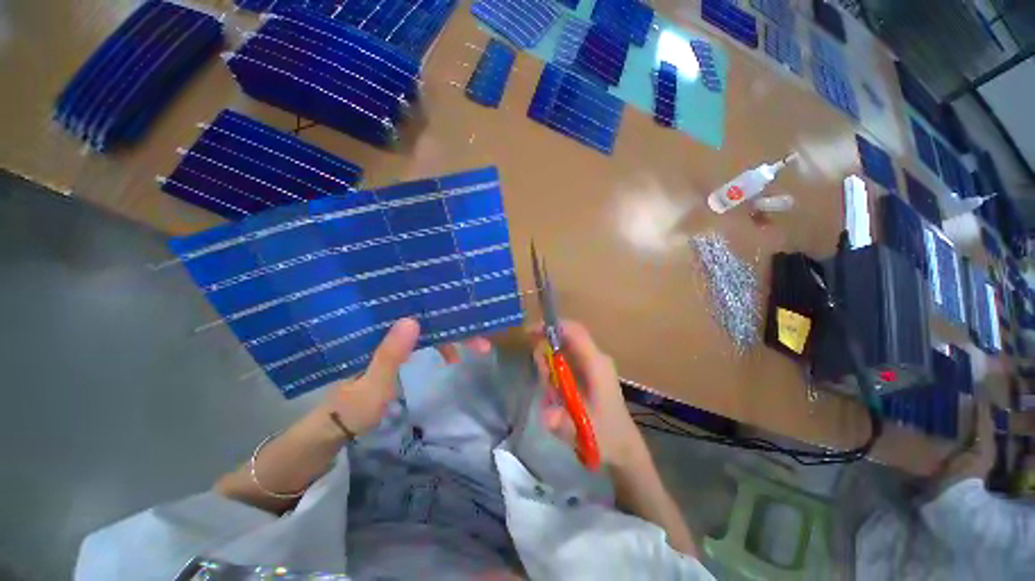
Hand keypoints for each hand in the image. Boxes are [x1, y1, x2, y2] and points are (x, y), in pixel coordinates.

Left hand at [314, 318, 490, 436]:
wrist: (336, 426)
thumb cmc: (350, 407)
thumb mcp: (371, 385)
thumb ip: (389, 355)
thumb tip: (413, 320)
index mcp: (375, 330)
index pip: (414, 312)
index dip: (442, 314)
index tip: (468, 320)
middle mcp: (386, 327)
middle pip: (426, 318)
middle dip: (456, 327)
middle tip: (482, 340)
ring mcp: (393, 338)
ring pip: (429, 328)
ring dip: (453, 337)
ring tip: (477, 347)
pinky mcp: (398, 348)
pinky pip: (426, 340)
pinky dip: (442, 346)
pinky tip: (451, 357)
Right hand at [531, 320, 647, 469]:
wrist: (624, 447)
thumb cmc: (607, 435)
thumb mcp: (584, 430)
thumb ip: (564, 423)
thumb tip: (546, 415)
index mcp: (596, 364)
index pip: (575, 332)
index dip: (553, 327)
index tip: (530, 333)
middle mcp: (595, 359)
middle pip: (565, 339)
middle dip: (547, 354)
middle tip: (544, 378)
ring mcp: (593, 365)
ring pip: (564, 352)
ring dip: (551, 368)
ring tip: (553, 394)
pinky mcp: (590, 373)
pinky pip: (566, 363)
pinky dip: (555, 374)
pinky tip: (557, 396)